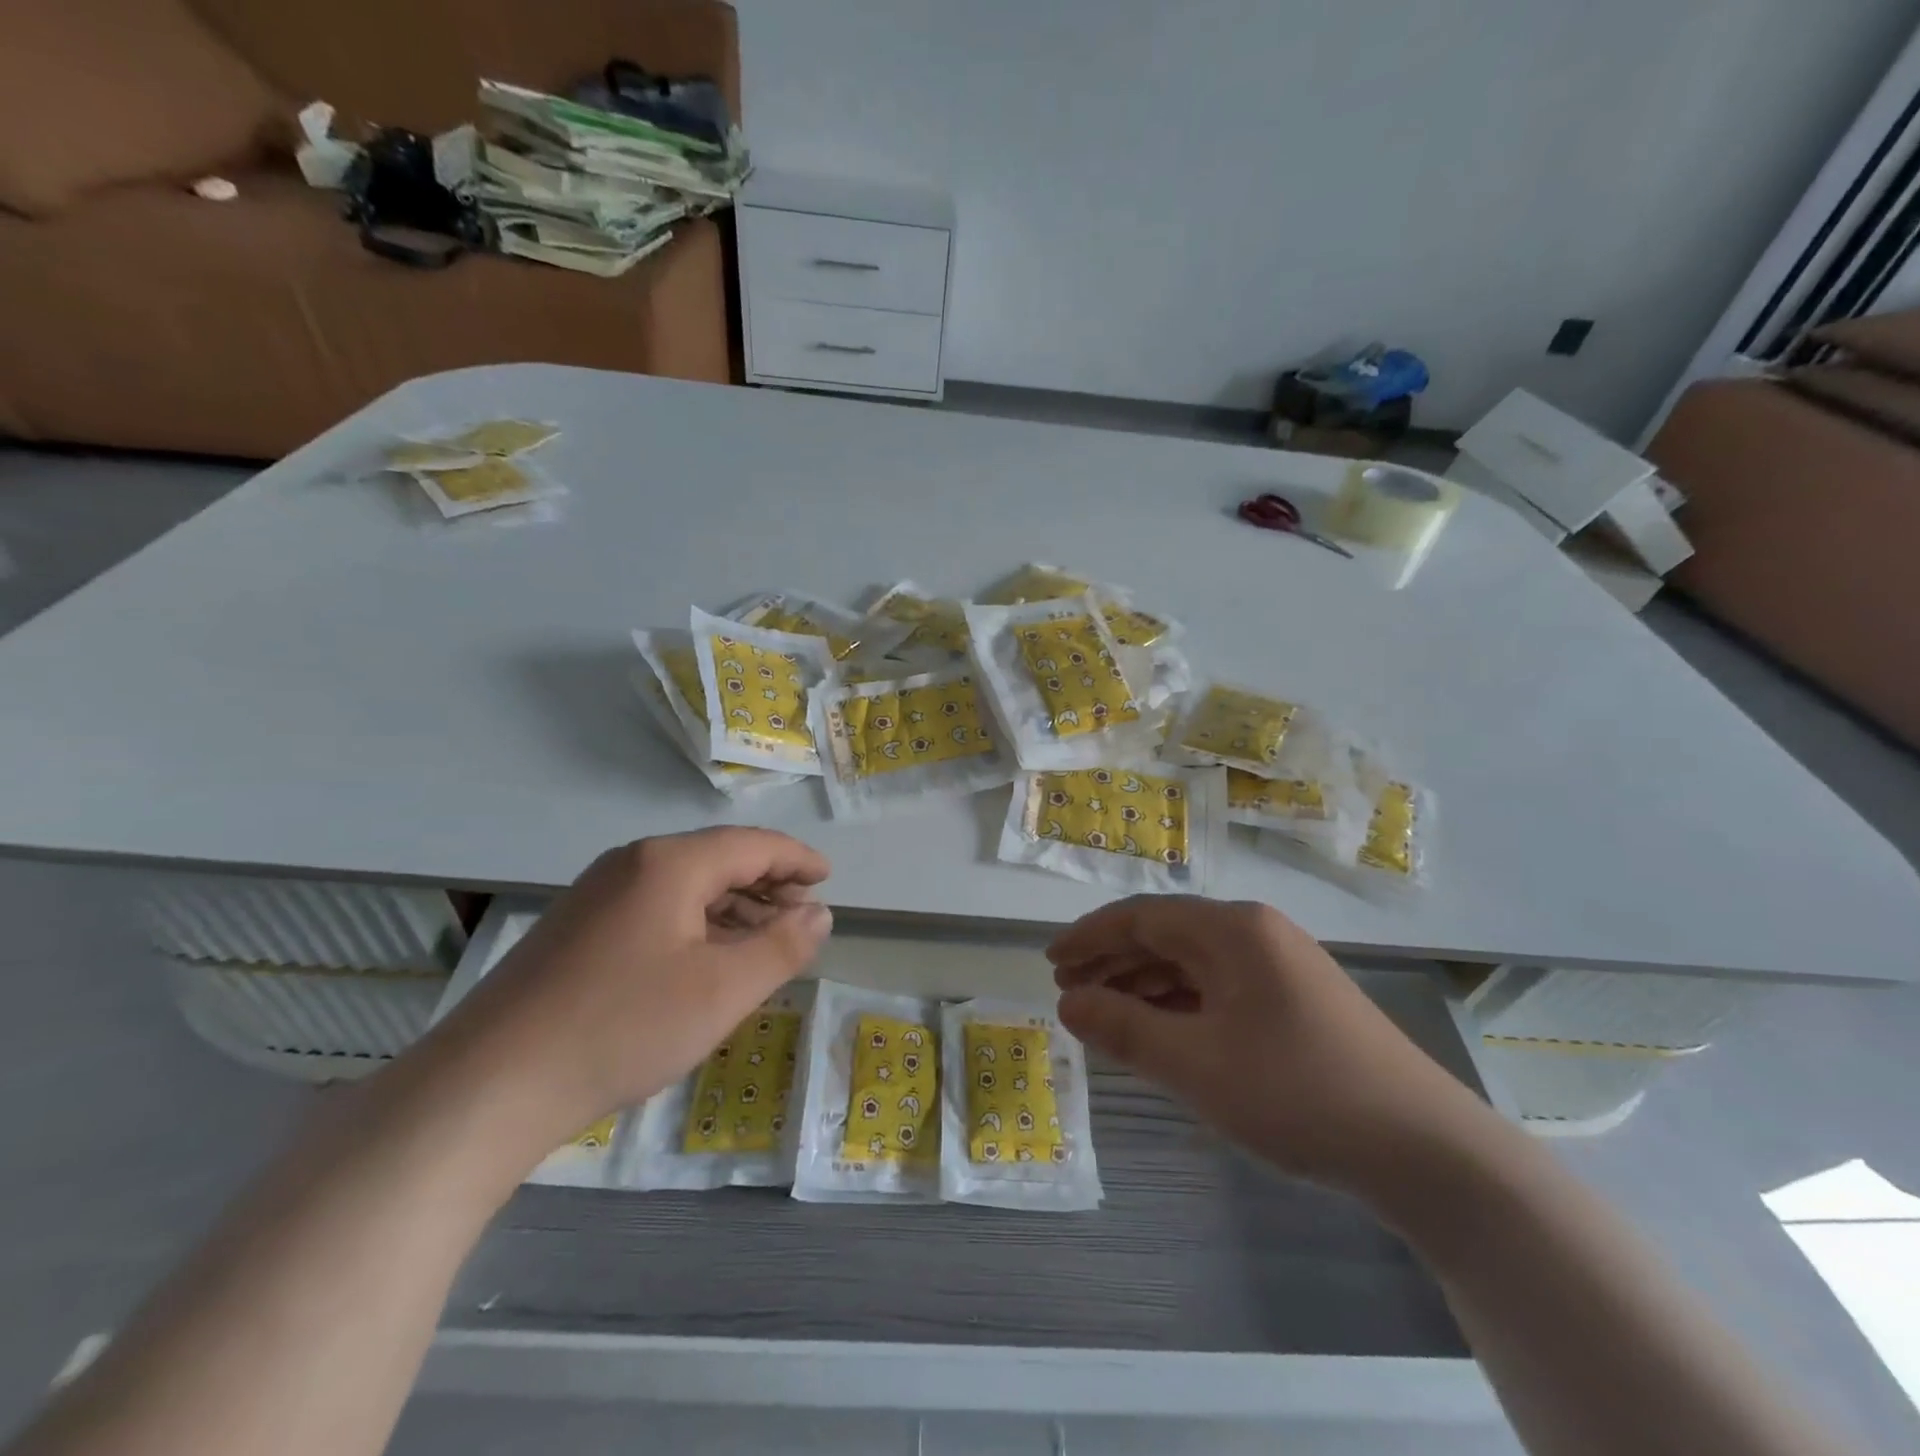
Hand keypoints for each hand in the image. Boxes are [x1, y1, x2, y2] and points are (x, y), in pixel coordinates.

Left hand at [436, 828, 832, 1151]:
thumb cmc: (622, 1027)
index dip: (796, 859)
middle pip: (717, 860)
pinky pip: (654, 910)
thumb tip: (819, 913)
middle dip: (767, 884)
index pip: (752, 845)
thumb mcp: (722, 991)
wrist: (487, 1087)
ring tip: (764, 939)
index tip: (828, 878)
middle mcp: (631, 865)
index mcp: (669, 864)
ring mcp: (596, 896)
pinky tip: (705, 960)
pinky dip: (696, 925)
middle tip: (803, 915)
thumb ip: (782, 947)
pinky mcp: (575, 931)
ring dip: (732, 907)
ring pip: (684, 887)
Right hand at [1049, 896, 1491, 1197]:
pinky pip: (1219, 986)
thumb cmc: (1299, 1094)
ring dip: (1144, 983)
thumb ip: (1125, 1029)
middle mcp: (1256, 933)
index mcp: (1232, 929)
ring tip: (1103, 1011)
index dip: (1089, 937)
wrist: (1426, 1150)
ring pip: (1192, 962)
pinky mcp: (1296, 999)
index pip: (1142, 917)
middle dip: (1113, 960)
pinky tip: (1160, 1028)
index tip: (1050, 962)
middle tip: (1068, 990)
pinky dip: (1180, 1003)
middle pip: (1166, 934)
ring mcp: (1281, 965)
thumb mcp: (1196, 1065)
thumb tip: (1068, 1003)